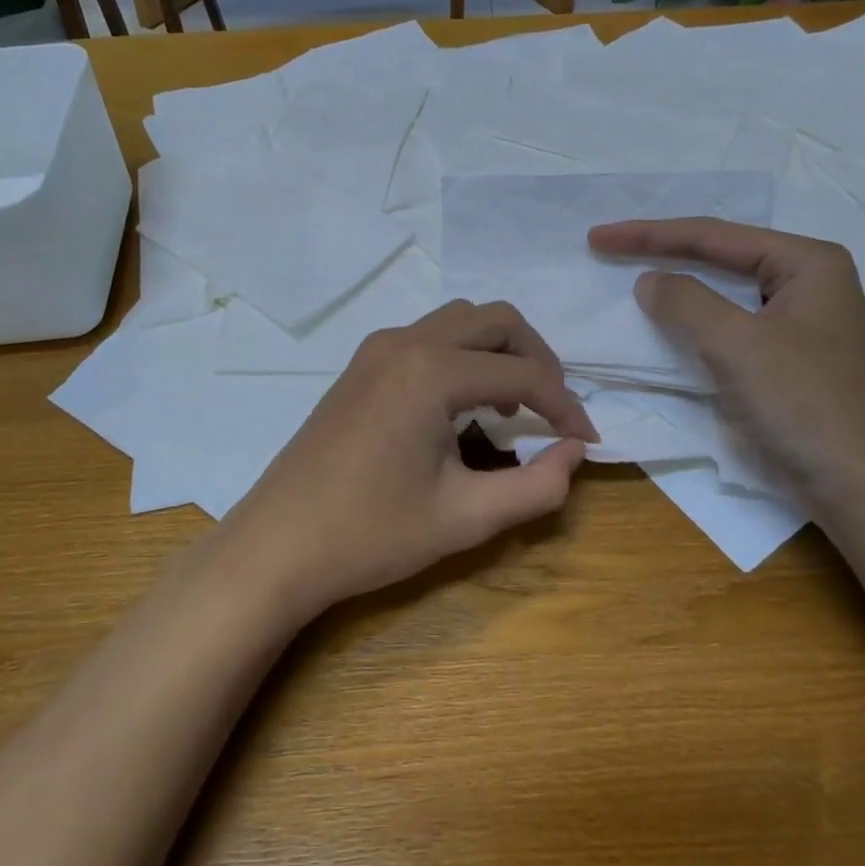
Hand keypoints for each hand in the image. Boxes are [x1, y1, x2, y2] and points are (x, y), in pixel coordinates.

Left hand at [221, 300, 598, 620]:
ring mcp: (376, 350)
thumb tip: (574, 453)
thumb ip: (537, 486)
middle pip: (494, 320)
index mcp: (431, 372)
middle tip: (553, 408)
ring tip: (511, 407)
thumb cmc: (371, 534)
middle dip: (536, 358)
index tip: (585, 441)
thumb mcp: (466, 518)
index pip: (522, 374)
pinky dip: (461, 357)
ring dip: (497, 352)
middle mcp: (404, 343)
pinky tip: (462, 406)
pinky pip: (427, 338)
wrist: (279, 545)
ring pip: (458, 321)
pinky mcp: (360, 367)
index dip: (565, 406)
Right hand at [588, 218, 864, 513]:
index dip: (649, 235)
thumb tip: (649, 281)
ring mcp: (803, 322)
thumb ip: (686, 302)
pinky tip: (670, 323)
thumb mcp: (737, 345)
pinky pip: (733, 325)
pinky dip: (696, 322)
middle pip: (722, 256)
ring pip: (726, 292)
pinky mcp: (792, 358)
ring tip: (631, 276)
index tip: (597, 237)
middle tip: (609, 247)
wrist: (862, 489)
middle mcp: (810, 282)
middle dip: (664, 251)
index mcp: (808, 263)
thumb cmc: (804, 407)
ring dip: (679, 286)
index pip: (714, 236)